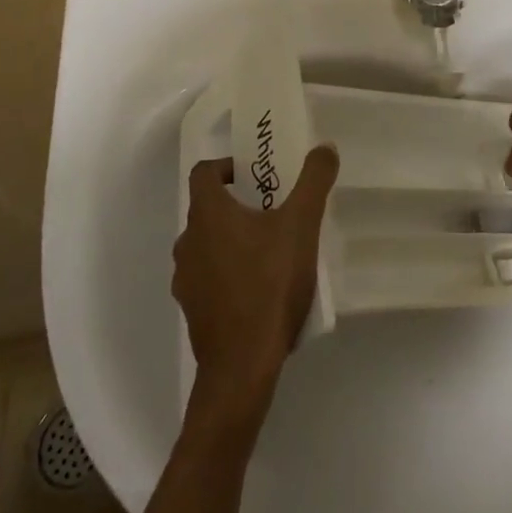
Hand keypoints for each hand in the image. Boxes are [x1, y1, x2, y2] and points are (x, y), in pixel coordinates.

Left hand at [174, 145, 338, 402]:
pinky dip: (229, 272)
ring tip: (270, 250)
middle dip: (238, 204)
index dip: (227, 166)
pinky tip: (260, 288)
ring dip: (233, 239)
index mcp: (208, 215)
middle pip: (208, 209)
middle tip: (274, 210)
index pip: (204, 173)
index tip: (255, 175)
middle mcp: (188, 242)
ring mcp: (186, 279)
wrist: (243, 365)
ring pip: (208, 244)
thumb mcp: (302, 226)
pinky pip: (209, 277)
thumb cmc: (269, 284)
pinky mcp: (193, 310)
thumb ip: (314, 181)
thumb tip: (325, 147)